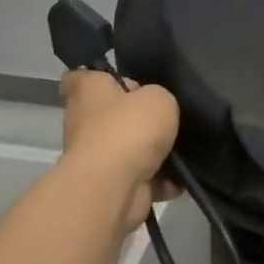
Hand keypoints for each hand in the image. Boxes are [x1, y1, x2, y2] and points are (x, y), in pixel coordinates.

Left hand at [60, 70, 180, 229]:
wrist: (114, 186)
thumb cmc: (129, 129)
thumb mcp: (158, 98)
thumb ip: (159, 98)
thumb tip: (155, 110)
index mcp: (87, 91)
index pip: (81, 76)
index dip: (102, 78)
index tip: (126, 83)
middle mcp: (84, 122)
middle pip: (111, 115)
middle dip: (139, 119)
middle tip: (167, 118)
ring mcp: (95, 157)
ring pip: (129, 149)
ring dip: (154, 154)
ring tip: (182, 150)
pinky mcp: (110, 185)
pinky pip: (141, 179)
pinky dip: (160, 181)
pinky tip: (180, 179)